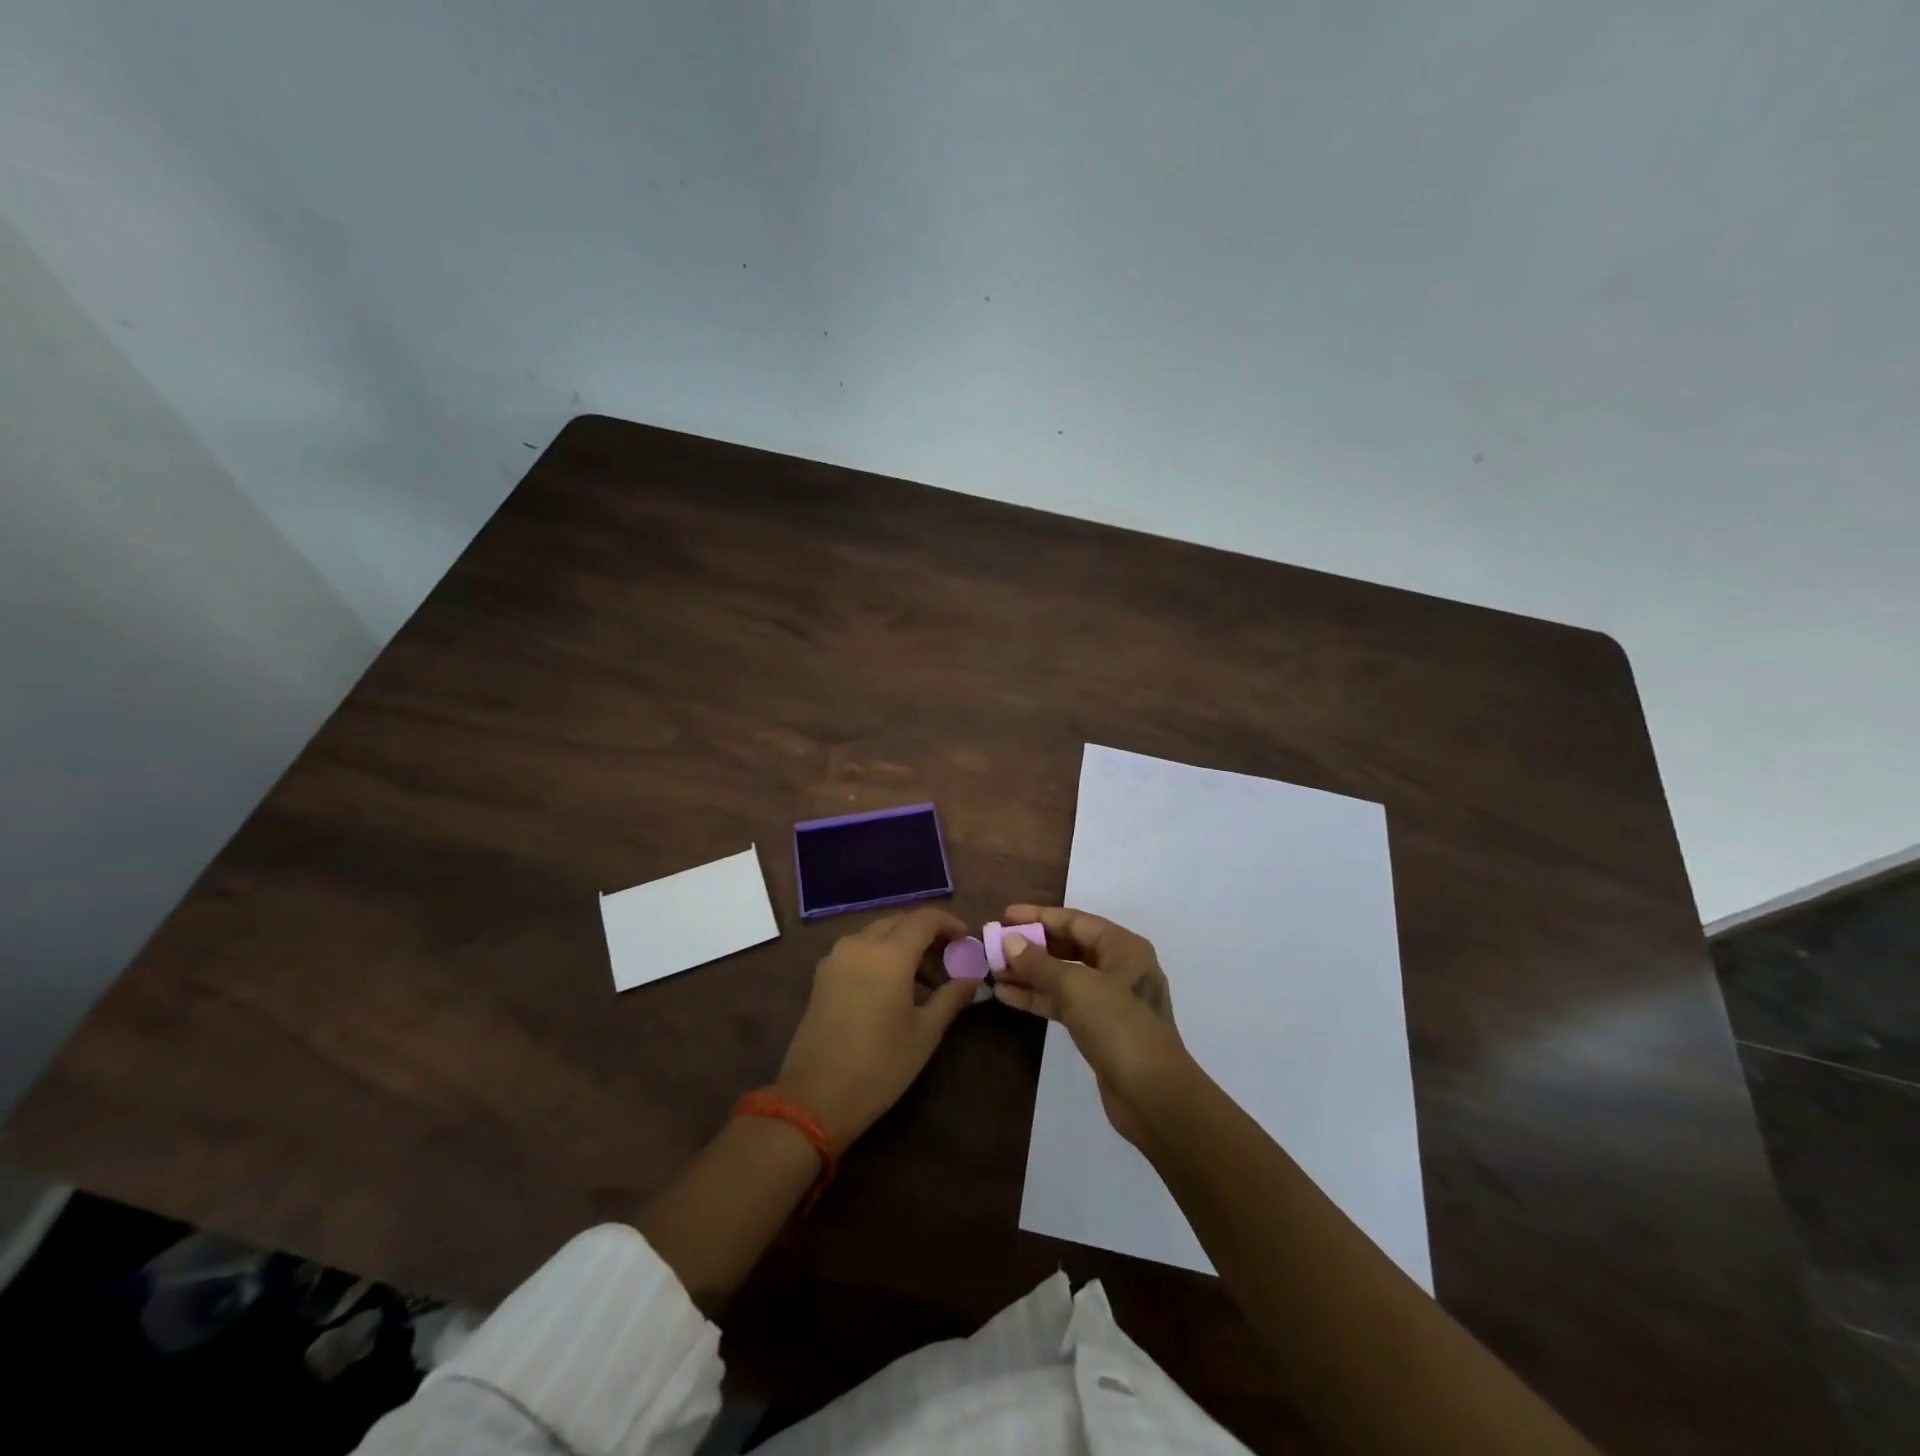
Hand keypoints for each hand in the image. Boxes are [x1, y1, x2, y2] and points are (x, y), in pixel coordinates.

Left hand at [776, 907, 978, 1148]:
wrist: (815, 1097)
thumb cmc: (879, 1065)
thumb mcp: (924, 1033)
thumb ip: (951, 998)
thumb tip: (972, 979)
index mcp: (889, 954)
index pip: (924, 919)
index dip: (949, 924)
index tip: (966, 940)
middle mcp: (860, 944)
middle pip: (899, 922)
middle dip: (926, 933)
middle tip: (948, 959)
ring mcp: (836, 958)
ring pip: (877, 934)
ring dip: (902, 944)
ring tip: (924, 980)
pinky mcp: (822, 975)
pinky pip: (858, 949)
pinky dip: (880, 955)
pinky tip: (893, 986)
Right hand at [992, 904, 1192, 1147]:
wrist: (1153, 1095)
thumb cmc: (1119, 1026)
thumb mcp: (1076, 987)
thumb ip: (1039, 963)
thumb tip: (1009, 941)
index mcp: (1123, 947)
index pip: (1074, 921)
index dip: (1038, 917)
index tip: (1004, 916)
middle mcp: (1118, 967)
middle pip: (1068, 947)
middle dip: (1031, 946)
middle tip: (995, 945)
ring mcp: (1109, 999)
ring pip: (1062, 976)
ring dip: (1029, 973)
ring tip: (993, 971)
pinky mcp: (1099, 1027)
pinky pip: (1063, 1002)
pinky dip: (1038, 997)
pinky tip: (1007, 995)